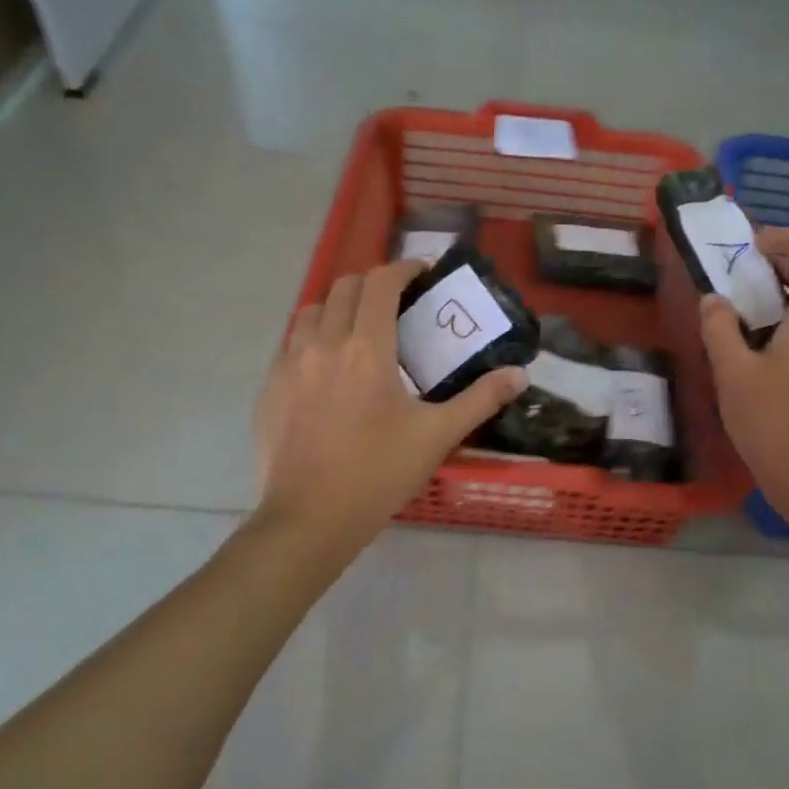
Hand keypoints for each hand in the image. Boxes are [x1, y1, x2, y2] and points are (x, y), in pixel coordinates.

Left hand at [255, 260, 526, 557]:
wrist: (309, 520)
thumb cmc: (378, 474)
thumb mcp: (437, 436)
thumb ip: (481, 399)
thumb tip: (520, 376)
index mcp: (367, 348)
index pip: (380, 282)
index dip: (404, 268)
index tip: (422, 275)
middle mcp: (323, 343)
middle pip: (344, 287)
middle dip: (372, 284)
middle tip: (396, 304)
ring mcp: (289, 364)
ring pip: (311, 311)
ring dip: (338, 307)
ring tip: (358, 331)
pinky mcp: (269, 387)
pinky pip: (289, 344)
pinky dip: (312, 338)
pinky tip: (326, 369)